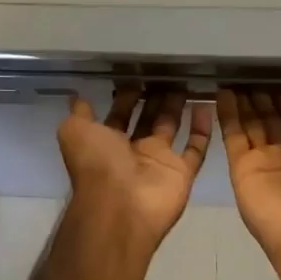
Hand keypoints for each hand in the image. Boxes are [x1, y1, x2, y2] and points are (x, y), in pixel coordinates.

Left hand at [60, 87, 212, 247]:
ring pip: (171, 128)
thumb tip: (78, 98)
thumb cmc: (96, 164)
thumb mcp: (74, 132)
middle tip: (167, 72)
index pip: (118, 114)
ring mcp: (158, 162)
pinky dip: (202, 129)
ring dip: (176, 107)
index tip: (138, 74)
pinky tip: (206, 105)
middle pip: (146, 119)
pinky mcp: (182, 172)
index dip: (126, 96)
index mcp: (106, 142)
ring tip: (186, 81)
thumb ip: (79, 114)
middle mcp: (132, 151)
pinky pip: (196, 148)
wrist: (120, 207)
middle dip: (154, 98)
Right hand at [218, 90, 280, 269]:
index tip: (280, 85)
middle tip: (251, 78)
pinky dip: (227, 116)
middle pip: (271, 125)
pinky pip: (232, 137)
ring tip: (234, 81)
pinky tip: (222, 94)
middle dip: (262, 103)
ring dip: (243, 105)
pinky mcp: (241, 169)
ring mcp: (262, 164)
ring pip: (250, 128)